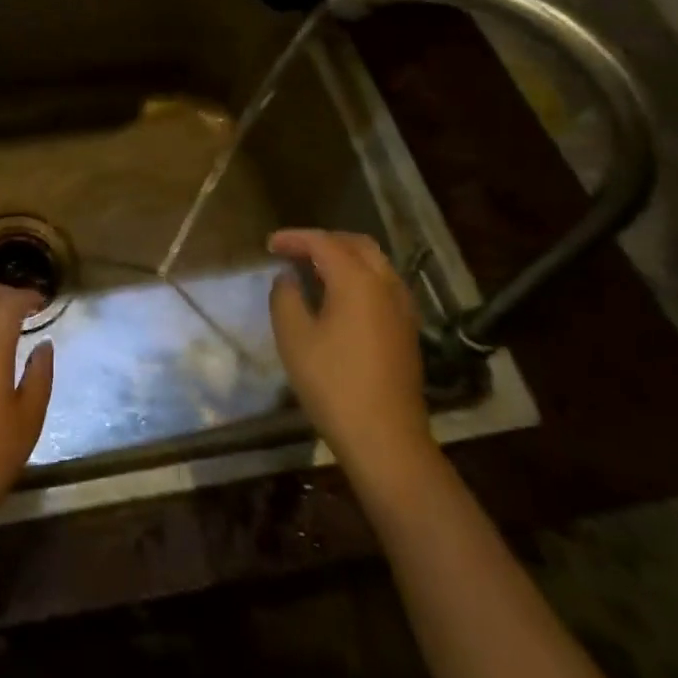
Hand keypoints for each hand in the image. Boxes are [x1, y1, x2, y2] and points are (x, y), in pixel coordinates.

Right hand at [268, 229, 435, 480]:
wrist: (386, 439)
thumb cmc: (333, 384)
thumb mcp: (294, 337)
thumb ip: (285, 297)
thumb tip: (288, 278)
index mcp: (356, 279)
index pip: (322, 242)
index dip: (294, 238)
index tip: (270, 244)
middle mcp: (385, 284)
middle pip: (355, 244)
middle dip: (323, 241)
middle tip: (294, 251)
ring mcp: (402, 307)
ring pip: (374, 263)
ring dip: (344, 257)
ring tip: (315, 270)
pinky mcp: (407, 329)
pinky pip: (383, 284)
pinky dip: (360, 276)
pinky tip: (342, 297)